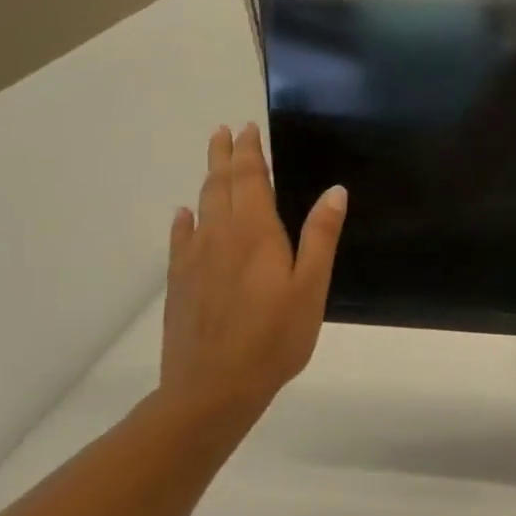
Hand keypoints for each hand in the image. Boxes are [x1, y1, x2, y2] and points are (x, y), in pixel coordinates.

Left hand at [156, 124, 346, 429]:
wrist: (213, 387)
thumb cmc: (275, 337)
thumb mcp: (311, 286)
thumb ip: (321, 236)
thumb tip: (335, 190)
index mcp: (255, 233)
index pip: (250, 179)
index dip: (249, 152)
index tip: (247, 127)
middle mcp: (220, 236)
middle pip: (219, 186)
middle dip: (223, 156)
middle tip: (223, 131)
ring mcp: (194, 260)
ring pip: (200, 208)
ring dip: (207, 180)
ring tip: (213, 162)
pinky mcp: (181, 283)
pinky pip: (180, 240)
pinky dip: (184, 221)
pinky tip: (184, 216)